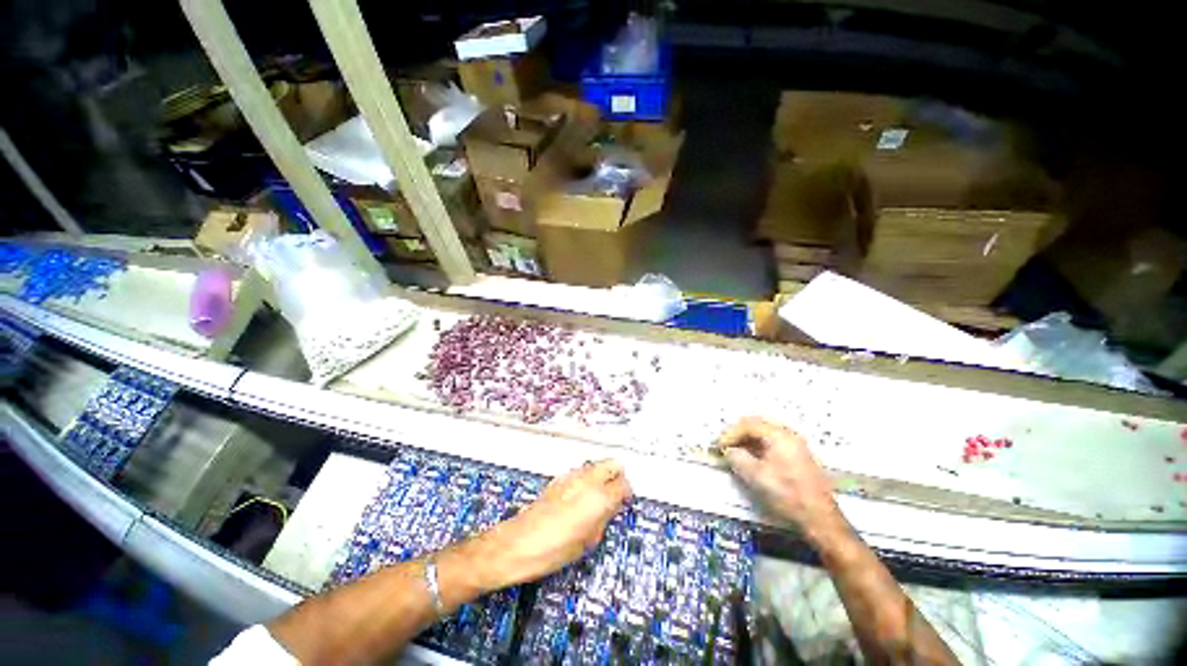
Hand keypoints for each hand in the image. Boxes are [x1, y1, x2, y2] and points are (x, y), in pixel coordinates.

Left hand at [480, 460, 631, 587]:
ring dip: (602, 475)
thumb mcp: (587, 541)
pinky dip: (587, 478)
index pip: (623, 484)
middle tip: (616, 493)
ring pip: (596, 465)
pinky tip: (580, 496)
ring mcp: (572, 476)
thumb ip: (604, 518)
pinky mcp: (559, 478)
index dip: (627, 493)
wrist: (517, 544)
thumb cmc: (552, 550)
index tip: (625, 501)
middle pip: (612, 464)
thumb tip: (612, 507)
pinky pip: (581, 471)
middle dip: (617, 476)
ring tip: (598, 495)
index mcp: (598, 498)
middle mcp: (587, 480)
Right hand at [719, 417, 846, 543]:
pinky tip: (751, 459)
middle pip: (757, 425)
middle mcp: (789, 435)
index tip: (719, 446)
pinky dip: (758, 447)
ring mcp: (796, 445)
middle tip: (725, 445)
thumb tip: (728, 451)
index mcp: (779, 435)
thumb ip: (737, 458)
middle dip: (738, 434)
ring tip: (735, 452)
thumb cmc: (787, 495)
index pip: (748, 425)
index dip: (730, 434)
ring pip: (765, 434)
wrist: (820, 519)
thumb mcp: (756, 476)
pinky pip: (773, 443)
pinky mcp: (798, 457)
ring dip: (747, 441)